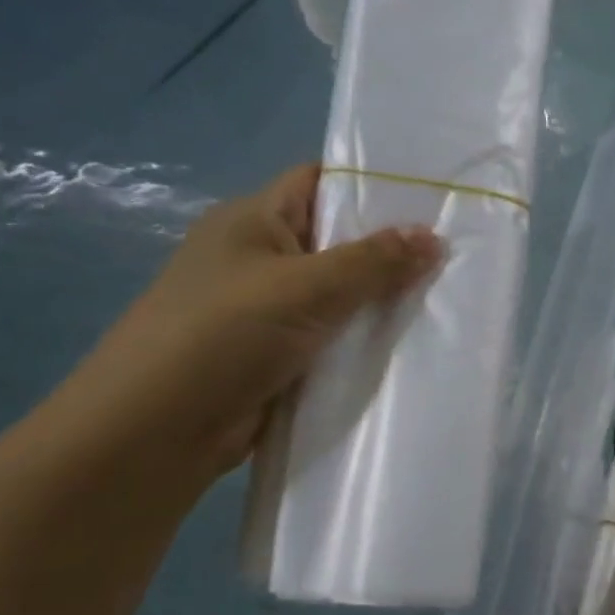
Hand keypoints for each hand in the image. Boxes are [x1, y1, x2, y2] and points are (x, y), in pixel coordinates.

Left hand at [58, 164, 441, 482]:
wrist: (156, 433)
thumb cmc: (222, 336)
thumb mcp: (304, 287)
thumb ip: (373, 262)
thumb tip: (436, 237)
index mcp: (253, 220)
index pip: (320, 181)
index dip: (373, 182)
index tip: (435, 194)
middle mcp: (261, 257)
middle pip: (338, 239)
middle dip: (393, 246)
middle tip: (458, 249)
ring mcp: (270, 309)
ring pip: (342, 293)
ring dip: (385, 298)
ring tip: (451, 293)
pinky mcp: (281, 354)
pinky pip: (336, 335)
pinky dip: (367, 337)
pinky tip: (415, 339)